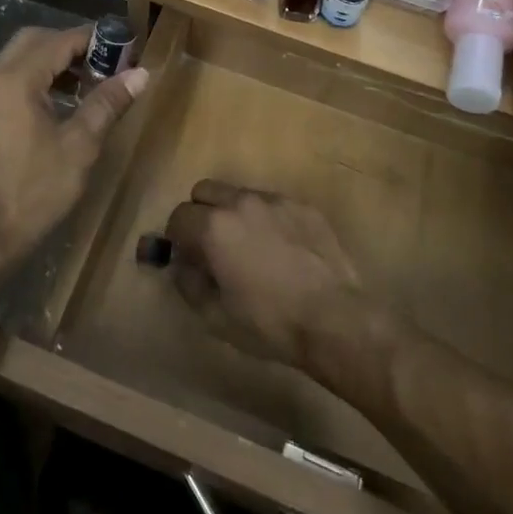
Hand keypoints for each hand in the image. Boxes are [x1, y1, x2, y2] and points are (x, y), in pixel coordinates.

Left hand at [0, 25, 147, 274]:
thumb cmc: (35, 191)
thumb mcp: (80, 146)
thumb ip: (107, 103)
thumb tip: (141, 73)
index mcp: (15, 80)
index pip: (58, 41)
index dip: (92, 40)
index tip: (121, 47)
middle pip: (32, 41)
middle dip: (68, 46)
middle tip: (100, 63)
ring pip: (15, 62)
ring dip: (48, 64)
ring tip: (81, 86)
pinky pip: (2, 84)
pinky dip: (28, 83)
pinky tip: (50, 110)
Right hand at [163, 181, 371, 370]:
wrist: (335, 319)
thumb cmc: (269, 322)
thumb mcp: (215, 316)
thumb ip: (188, 283)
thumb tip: (180, 264)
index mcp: (214, 226)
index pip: (178, 216)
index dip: (177, 238)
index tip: (186, 258)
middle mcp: (241, 202)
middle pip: (204, 191)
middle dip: (200, 213)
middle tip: (211, 246)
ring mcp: (275, 200)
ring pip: (239, 194)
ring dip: (233, 214)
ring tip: (250, 248)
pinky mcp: (303, 206)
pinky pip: (272, 204)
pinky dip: (266, 219)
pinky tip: (281, 250)